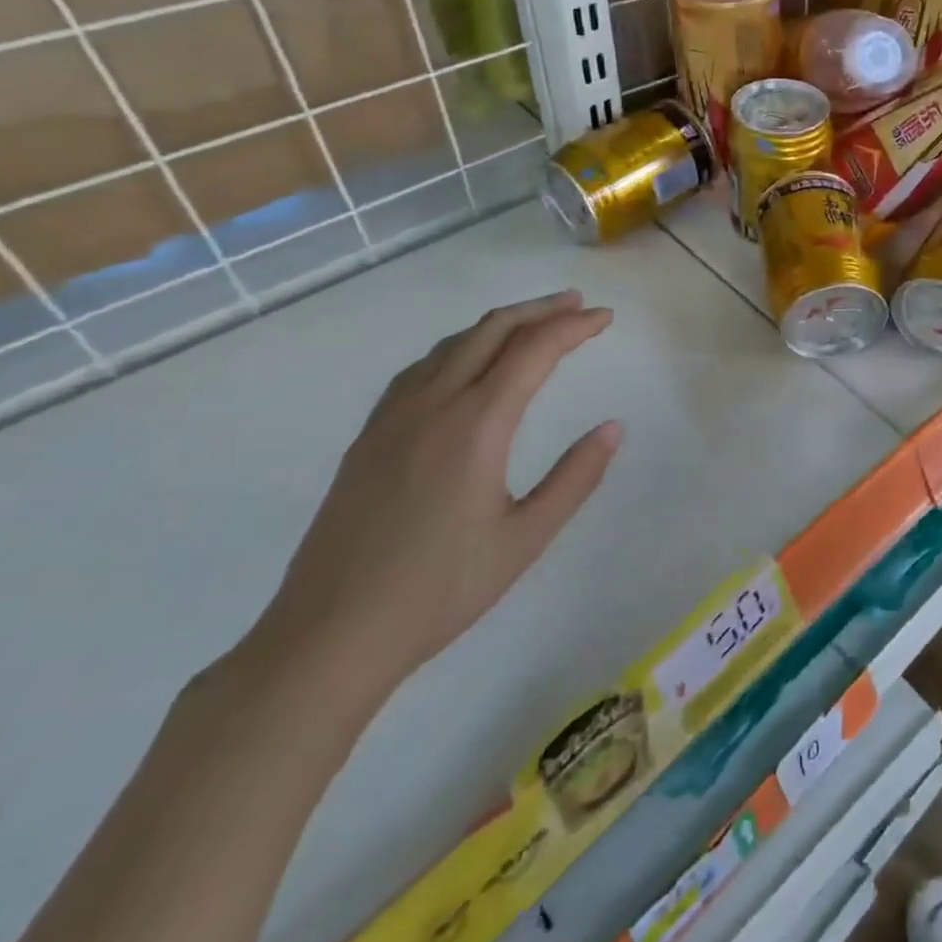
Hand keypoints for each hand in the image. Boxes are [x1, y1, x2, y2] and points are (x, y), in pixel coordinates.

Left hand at [250, 290, 622, 701]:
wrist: (328, 636)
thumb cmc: (439, 590)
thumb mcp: (525, 537)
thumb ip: (576, 477)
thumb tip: (613, 427)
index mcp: (476, 424)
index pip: (533, 350)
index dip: (574, 326)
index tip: (606, 318)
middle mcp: (433, 405)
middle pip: (491, 331)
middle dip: (540, 309)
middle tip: (579, 305)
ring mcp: (393, 418)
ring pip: (452, 344)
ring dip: (499, 324)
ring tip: (533, 324)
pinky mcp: (369, 437)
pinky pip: (421, 368)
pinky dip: (459, 347)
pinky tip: (466, 364)